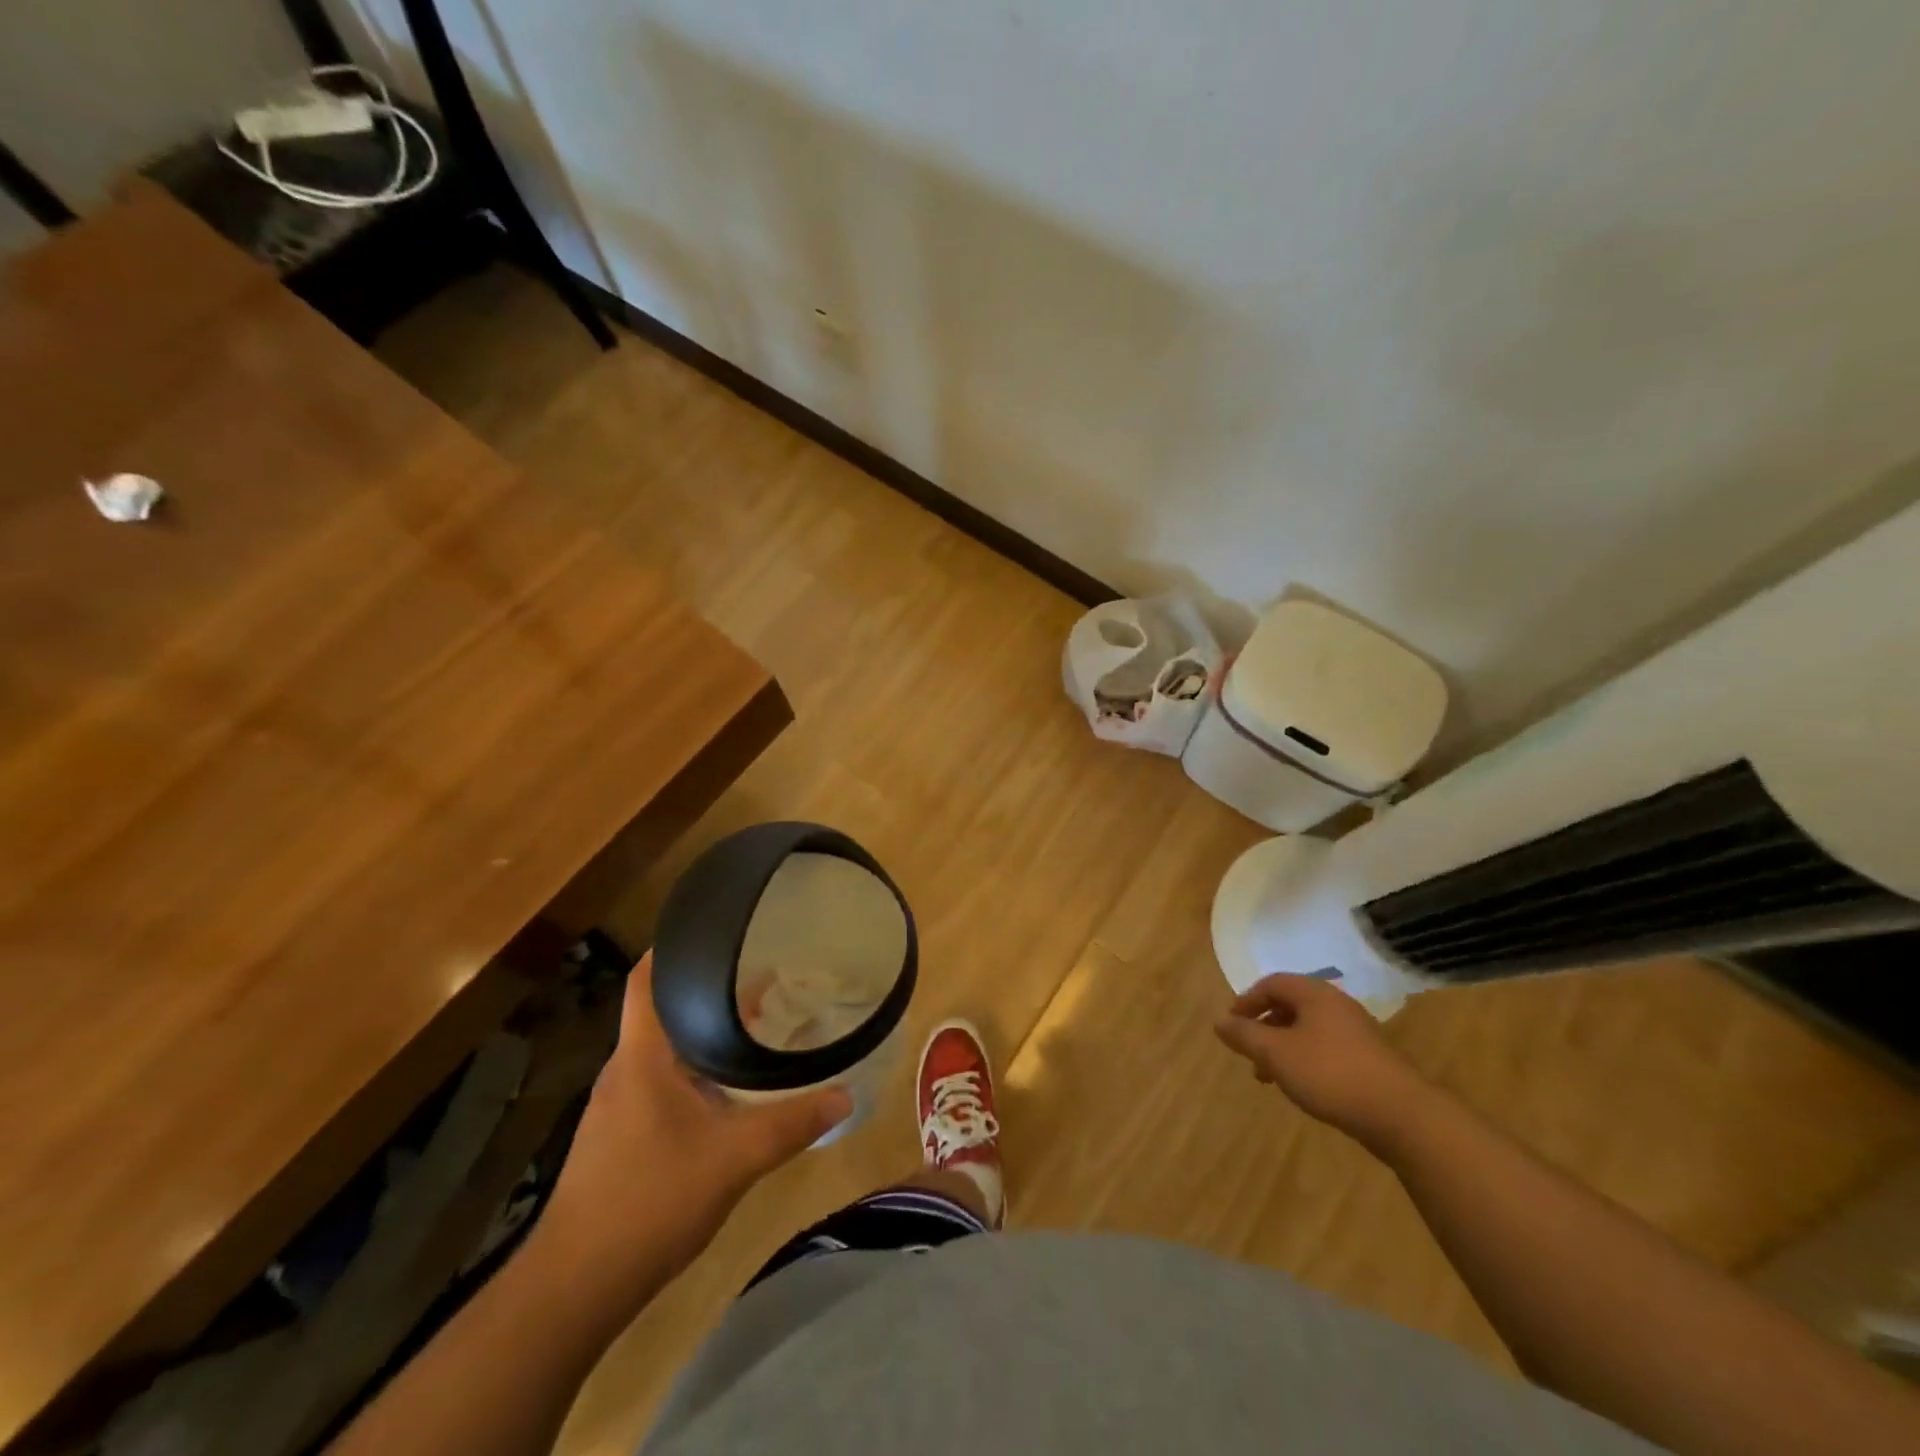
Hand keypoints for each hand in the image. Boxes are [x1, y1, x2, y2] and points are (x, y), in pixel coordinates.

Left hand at [542, 953, 850, 1293]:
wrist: (574, 1288)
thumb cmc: (649, 1201)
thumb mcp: (734, 1159)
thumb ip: (791, 1124)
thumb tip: (846, 1095)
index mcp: (642, 1057)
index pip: (646, 980)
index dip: (672, 947)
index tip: (713, 929)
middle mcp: (625, 1071)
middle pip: (663, 1011)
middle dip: (708, 991)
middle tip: (760, 977)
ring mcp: (617, 1107)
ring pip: (665, 1051)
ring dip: (704, 1034)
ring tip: (753, 1026)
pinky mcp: (618, 1138)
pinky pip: (661, 1084)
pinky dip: (695, 1072)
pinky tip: (727, 1092)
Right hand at [1214, 974, 1429, 1147]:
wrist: (1401, 1115)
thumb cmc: (1330, 1074)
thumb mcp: (1276, 1054)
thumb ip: (1244, 1036)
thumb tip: (1219, 1022)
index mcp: (1314, 994)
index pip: (1272, 983)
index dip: (1247, 1001)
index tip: (1232, 1025)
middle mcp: (1336, 1005)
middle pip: (1290, 1006)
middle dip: (1264, 1027)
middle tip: (1248, 1052)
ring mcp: (1357, 1032)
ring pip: (1307, 1030)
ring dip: (1282, 1047)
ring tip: (1269, 1077)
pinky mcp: (1370, 1059)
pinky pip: (1326, 1048)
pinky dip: (1305, 1059)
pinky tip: (1302, 1086)